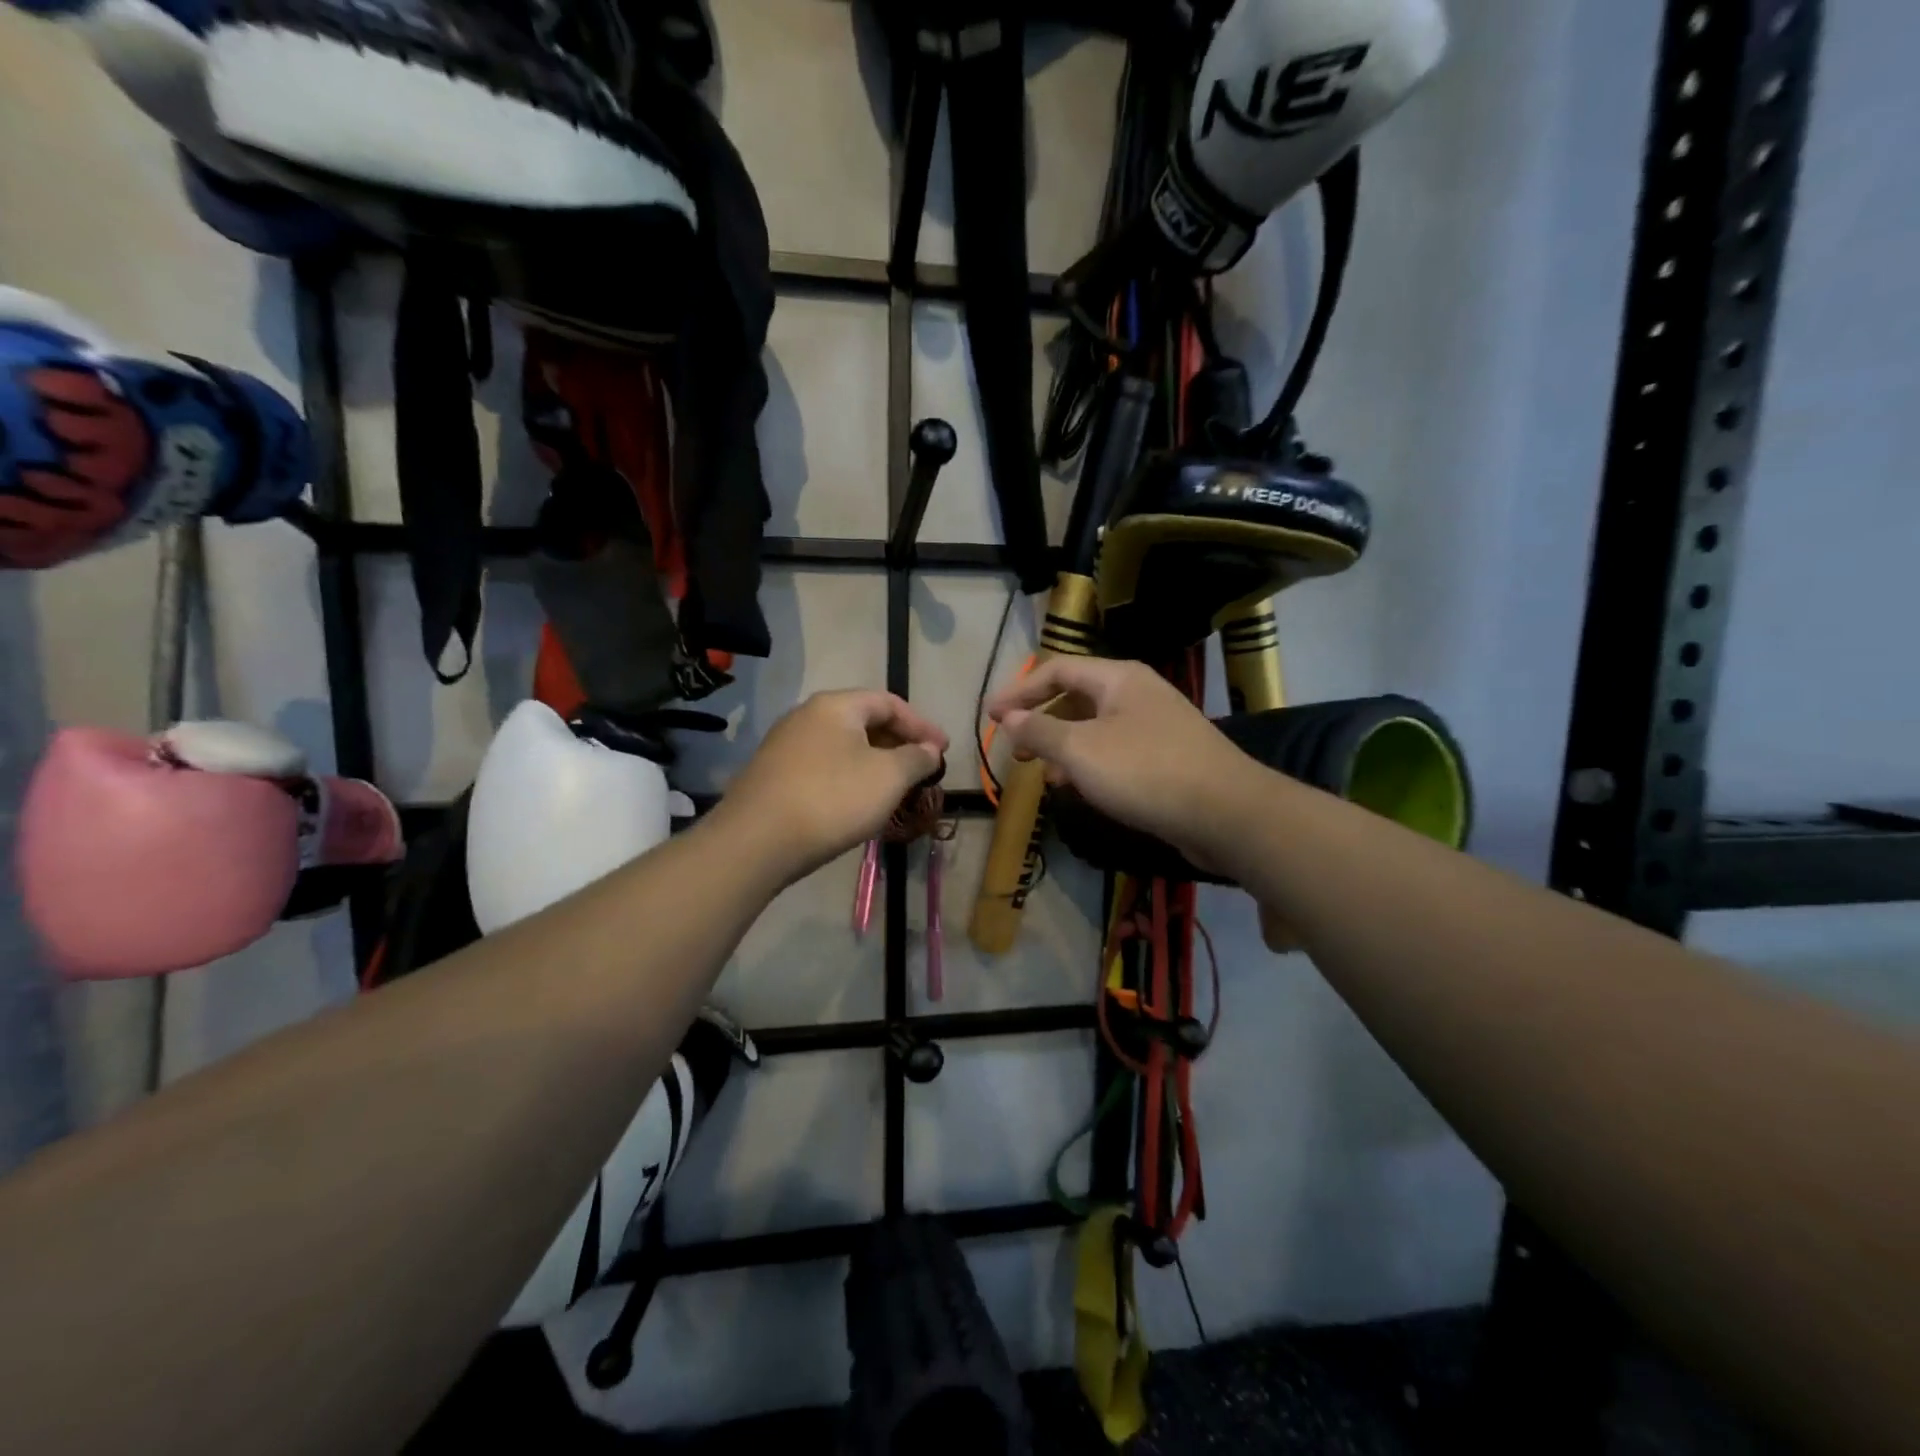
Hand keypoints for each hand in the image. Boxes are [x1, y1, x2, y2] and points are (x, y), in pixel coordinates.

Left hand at [714, 690, 948, 884]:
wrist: (757, 841)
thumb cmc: (832, 799)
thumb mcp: (888, 777)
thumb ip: (916, 758)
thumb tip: (930, 749)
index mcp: (835, 706)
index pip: (889, 702)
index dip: (922, 725)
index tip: (944, 750)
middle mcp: (806, 716)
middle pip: (864, 721)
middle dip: (898, 744)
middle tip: (922, 769)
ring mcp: (785, 746)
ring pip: (843, 747)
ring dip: (874, 763)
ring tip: (895, 788)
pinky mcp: (773, 775)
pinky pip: (823, 767)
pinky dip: (849, 777)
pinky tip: (858, 803)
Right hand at [986, 658, 1259, 875]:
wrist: (1226, 813)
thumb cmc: (1145, 772)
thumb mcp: (1080, 751)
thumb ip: (1040, 731)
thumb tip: (1008, 718)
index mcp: (1117, 678)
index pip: (1056, 670)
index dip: (1019, 692)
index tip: (990, 717)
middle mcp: (1138, 693)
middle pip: (1076, 697)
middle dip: (1041, 722)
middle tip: (1016, 751)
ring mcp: (1156, 725)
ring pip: (1096, 728)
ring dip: (1065, 748)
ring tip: (1046, 775)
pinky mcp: (1167, 757)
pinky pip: (1116, 751)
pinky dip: (1091, 765)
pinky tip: (1083, 790)